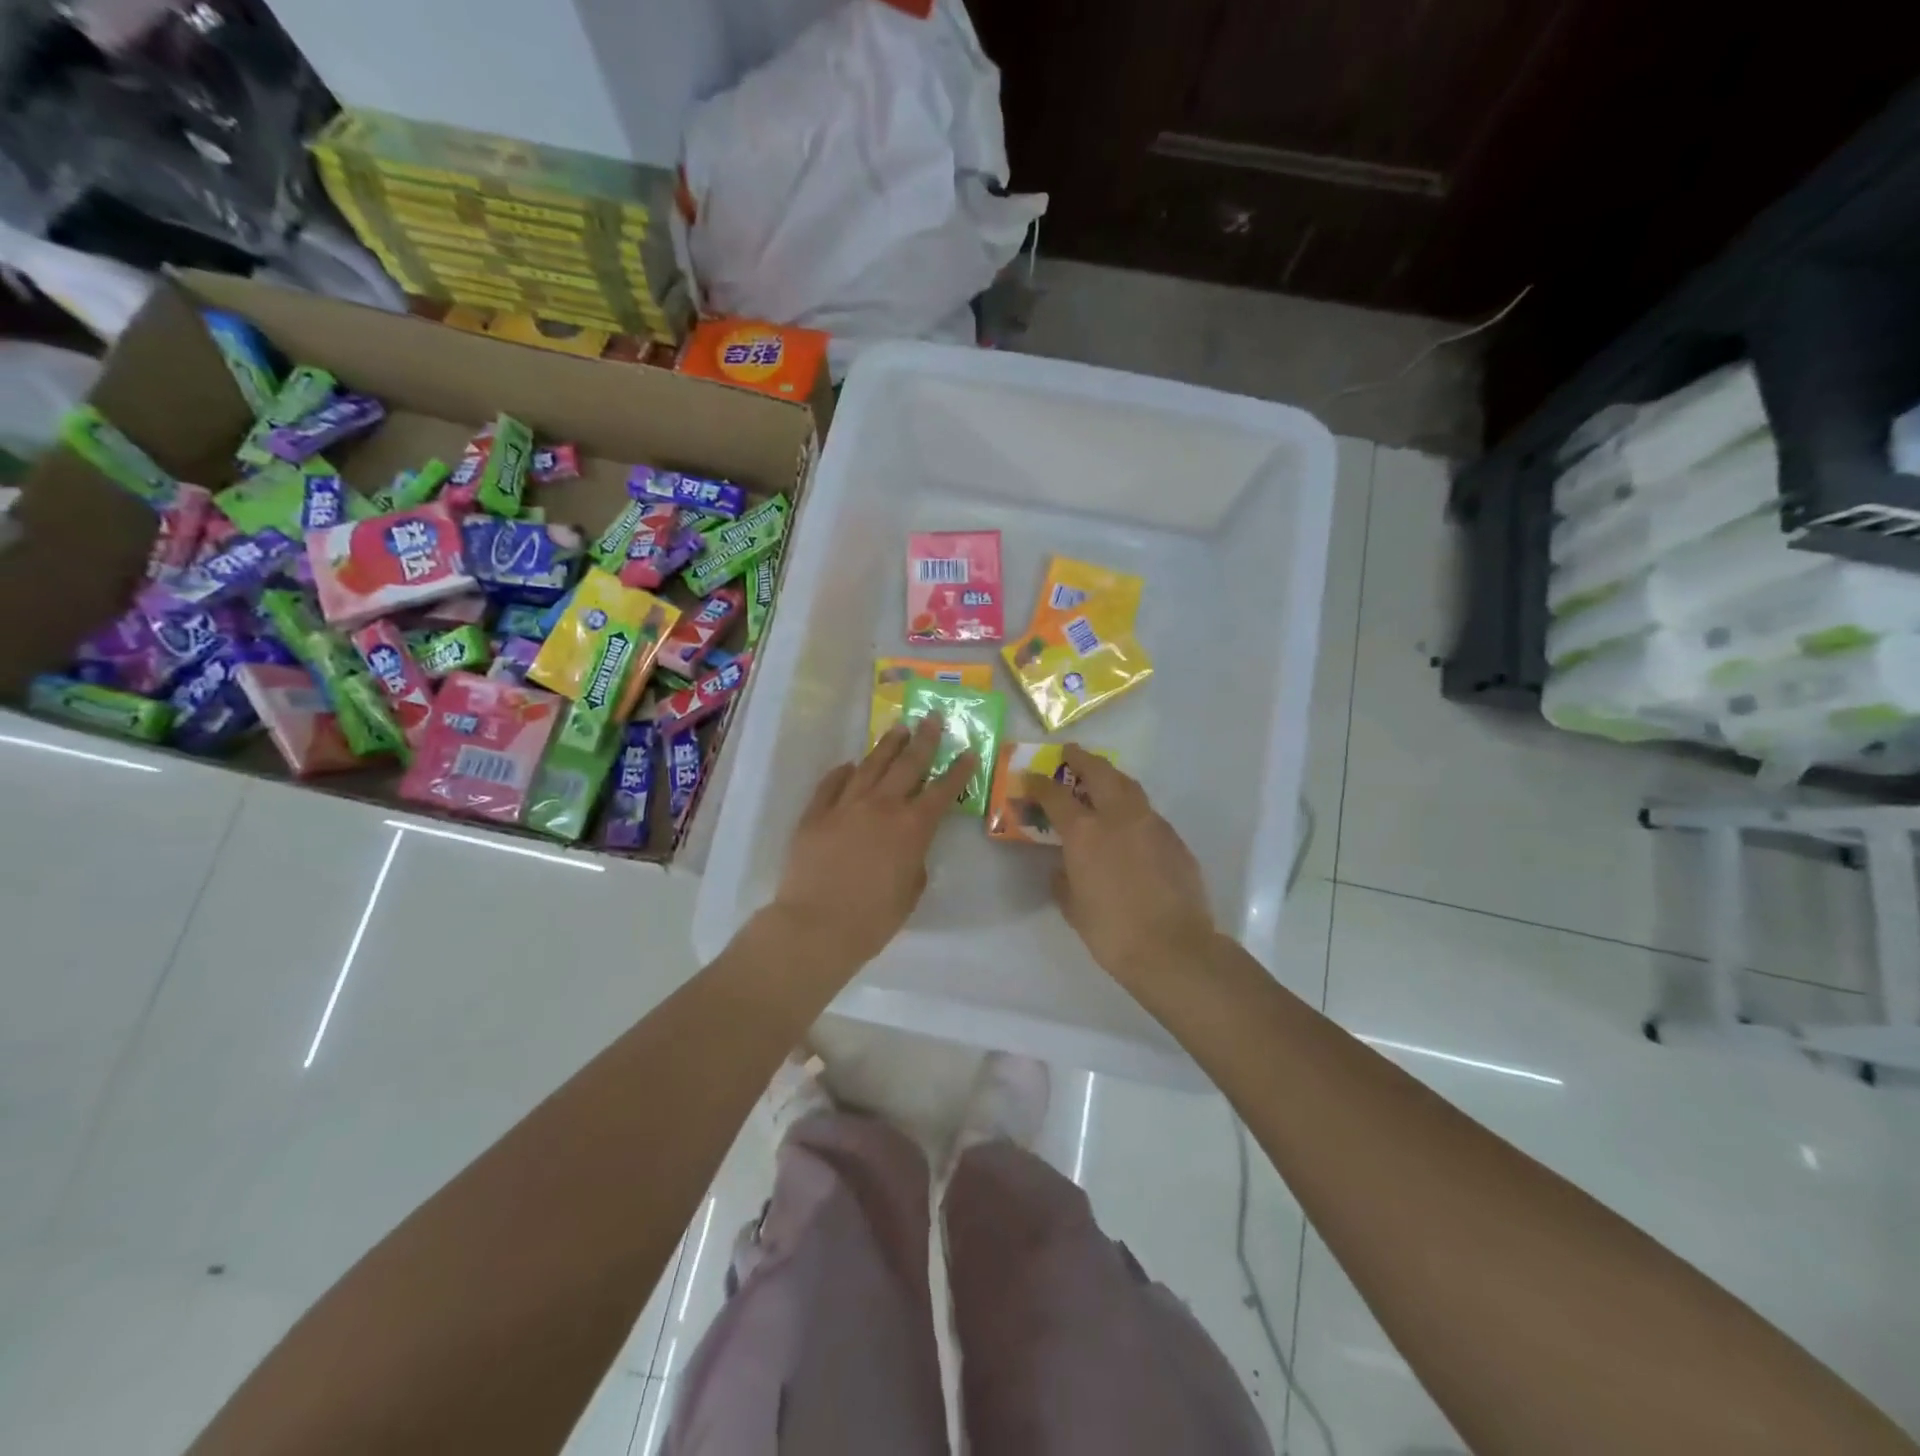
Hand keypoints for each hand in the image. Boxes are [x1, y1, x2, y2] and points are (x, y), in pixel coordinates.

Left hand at [768, 715, 975, 969]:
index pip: (942, 791)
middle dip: (924, 740)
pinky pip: (831, 784)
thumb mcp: (910, 892)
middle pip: (907, 764)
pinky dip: (843, 772)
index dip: (959, 771)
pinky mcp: (815, 814)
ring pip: (869, 765)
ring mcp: (845, 806)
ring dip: (886, 745)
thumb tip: (909, 847)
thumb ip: (915, 862)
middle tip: (932, 718)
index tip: (969, 752)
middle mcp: (881, 806)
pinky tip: (850, 765)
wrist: (816, 926)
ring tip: (898, 728)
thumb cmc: (873, 919)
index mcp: (912, 827)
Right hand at [1026, 747, 1215, 990]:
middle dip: (1082, 759)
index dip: (1040, 784)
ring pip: (1129, 787)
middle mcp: (1119, 817)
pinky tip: (1130, 826)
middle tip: (1071, 753)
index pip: (1056, 796)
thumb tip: (1063, 868)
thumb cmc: (1112, 931)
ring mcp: (1152, 824)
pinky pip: (1149, 814)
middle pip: (1100, 772)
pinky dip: (1133, 810)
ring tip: (1101, 780)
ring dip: (1112, 778)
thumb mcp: (1074, 907)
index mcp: (1086, 832)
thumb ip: (1063, 879)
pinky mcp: (1175, 839)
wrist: (1173, 949)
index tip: (1031, 776)